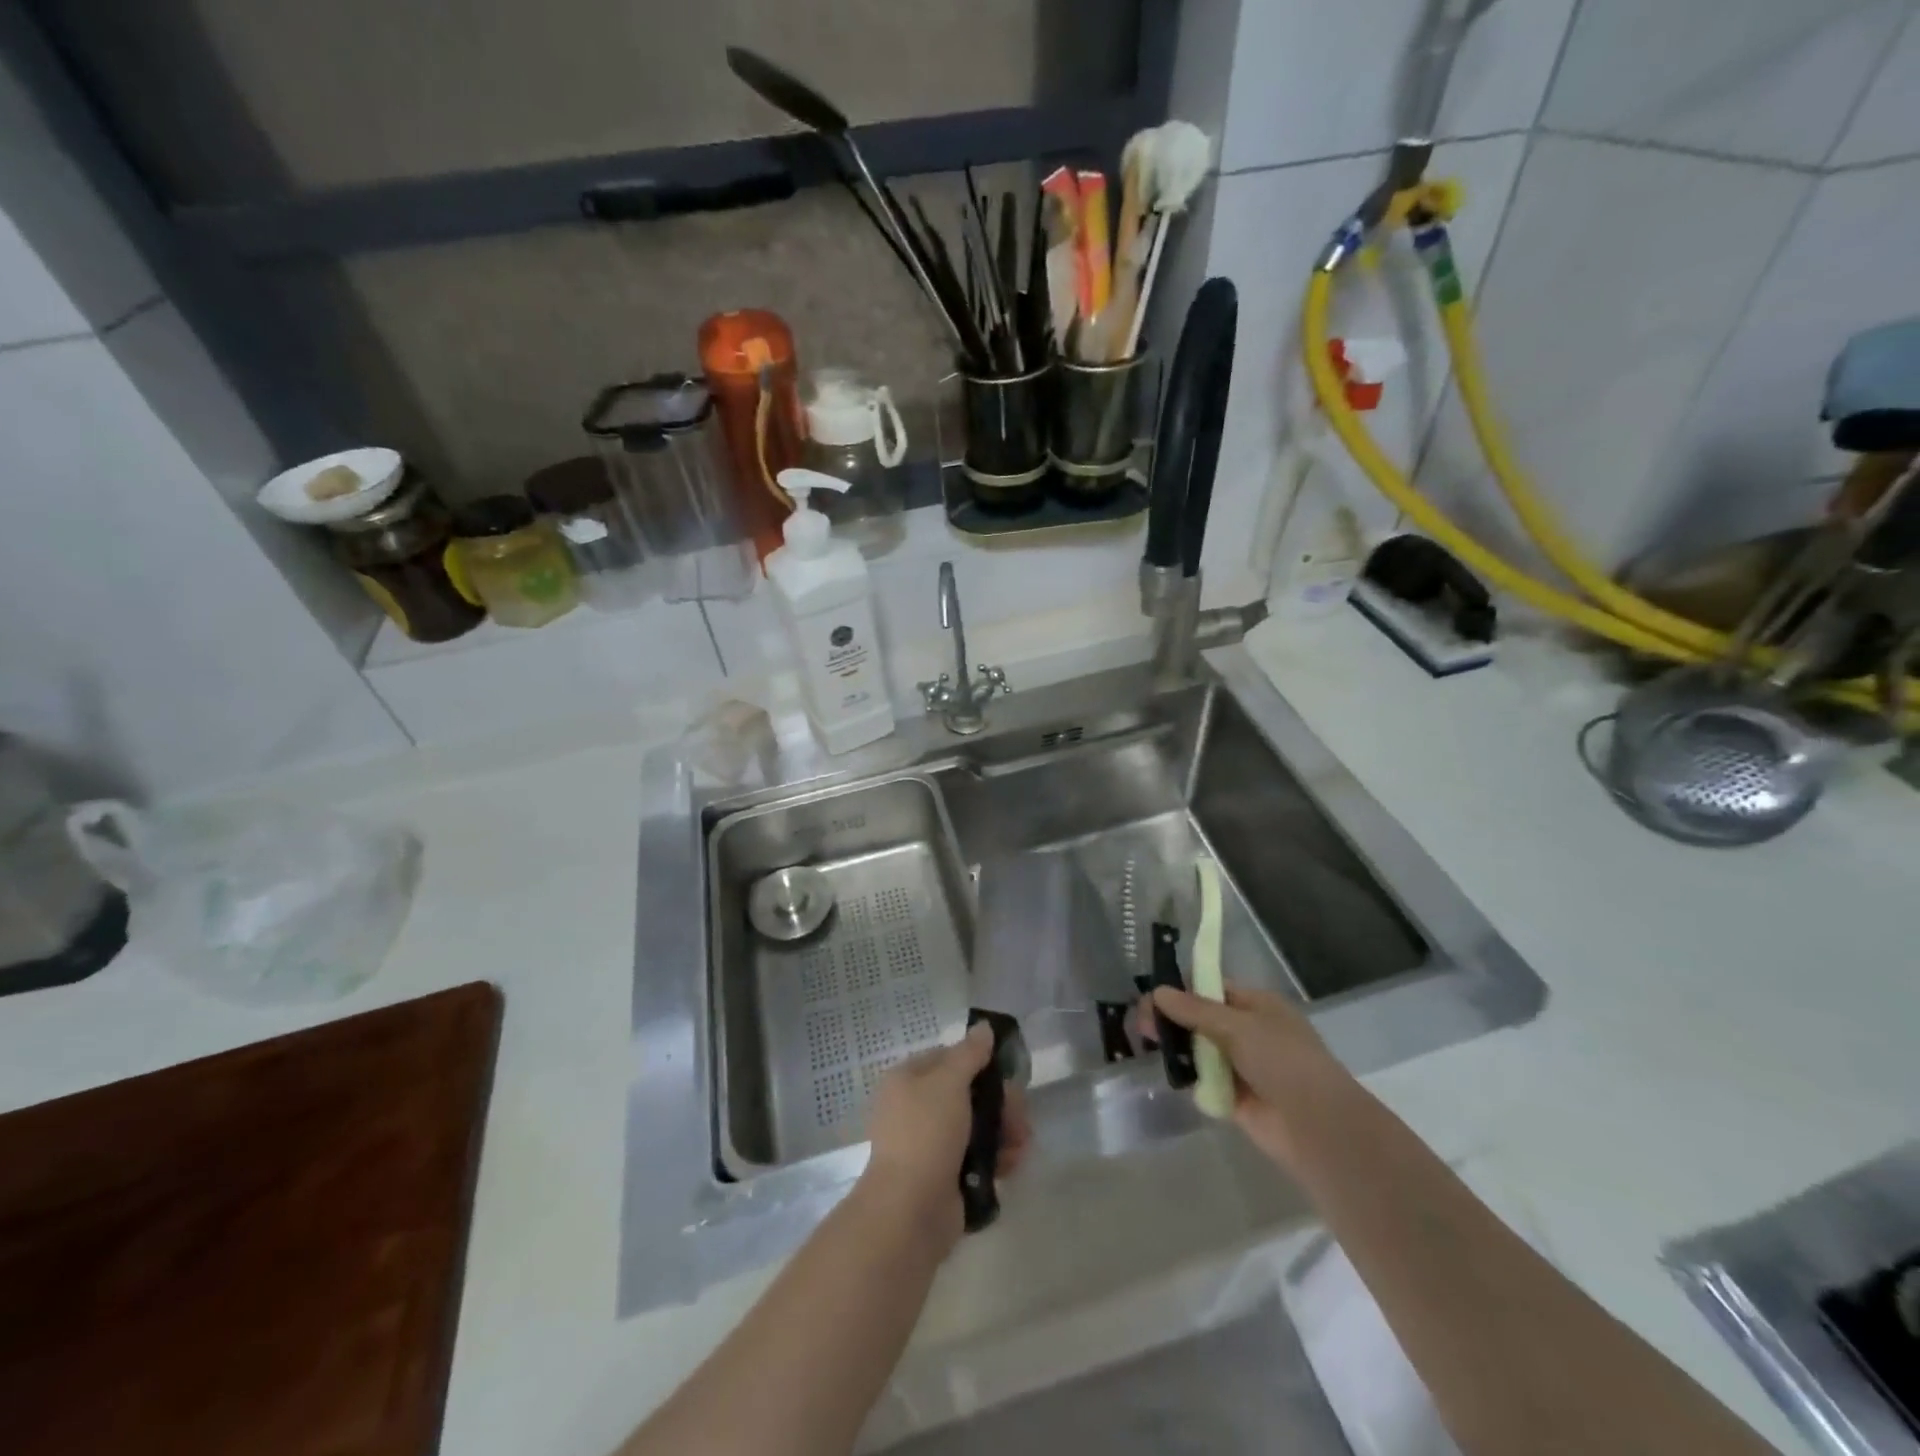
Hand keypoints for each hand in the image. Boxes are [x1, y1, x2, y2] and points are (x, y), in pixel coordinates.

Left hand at [861, 1023, 1030, 1243]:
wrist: (909, 1211)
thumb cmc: (926, 1134)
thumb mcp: (949, 1082)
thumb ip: (970, 1053)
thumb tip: (983, 1027)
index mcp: (907, 1080)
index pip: (948, 1058)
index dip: (979, 1062)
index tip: (1006, 1073)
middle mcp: (916, 1108)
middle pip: (968, 1093)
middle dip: (1000, 1102)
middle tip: (1020, 1115)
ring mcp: (930, 1144)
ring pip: (977, 1126)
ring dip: (1004, 1131)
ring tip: (1021, 1144)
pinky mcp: (946, 1176)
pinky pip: (977, 1157)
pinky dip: (997, 1158)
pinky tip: (1012, 1164)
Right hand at [1137, 983, 1351, 1169]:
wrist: (1316, 1126)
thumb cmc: (1282, 1060)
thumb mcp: (1236, 1025)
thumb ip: (1194, 1009)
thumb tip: (1157, 991)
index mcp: (1257, 1006)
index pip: (1212, 988)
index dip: (1182, 990)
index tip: (1152, 996)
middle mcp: (1249, 1032)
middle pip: (1201, 1019)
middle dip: (1172, 1019)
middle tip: (1143, 1025)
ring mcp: (1242, 1066)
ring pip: (1200, 1050)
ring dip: (1177, 1047)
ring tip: (1147, 1045)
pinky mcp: (1234, 1097)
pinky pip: (1204, 1081)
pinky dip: (1189, 1077)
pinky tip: (1169, 1072)